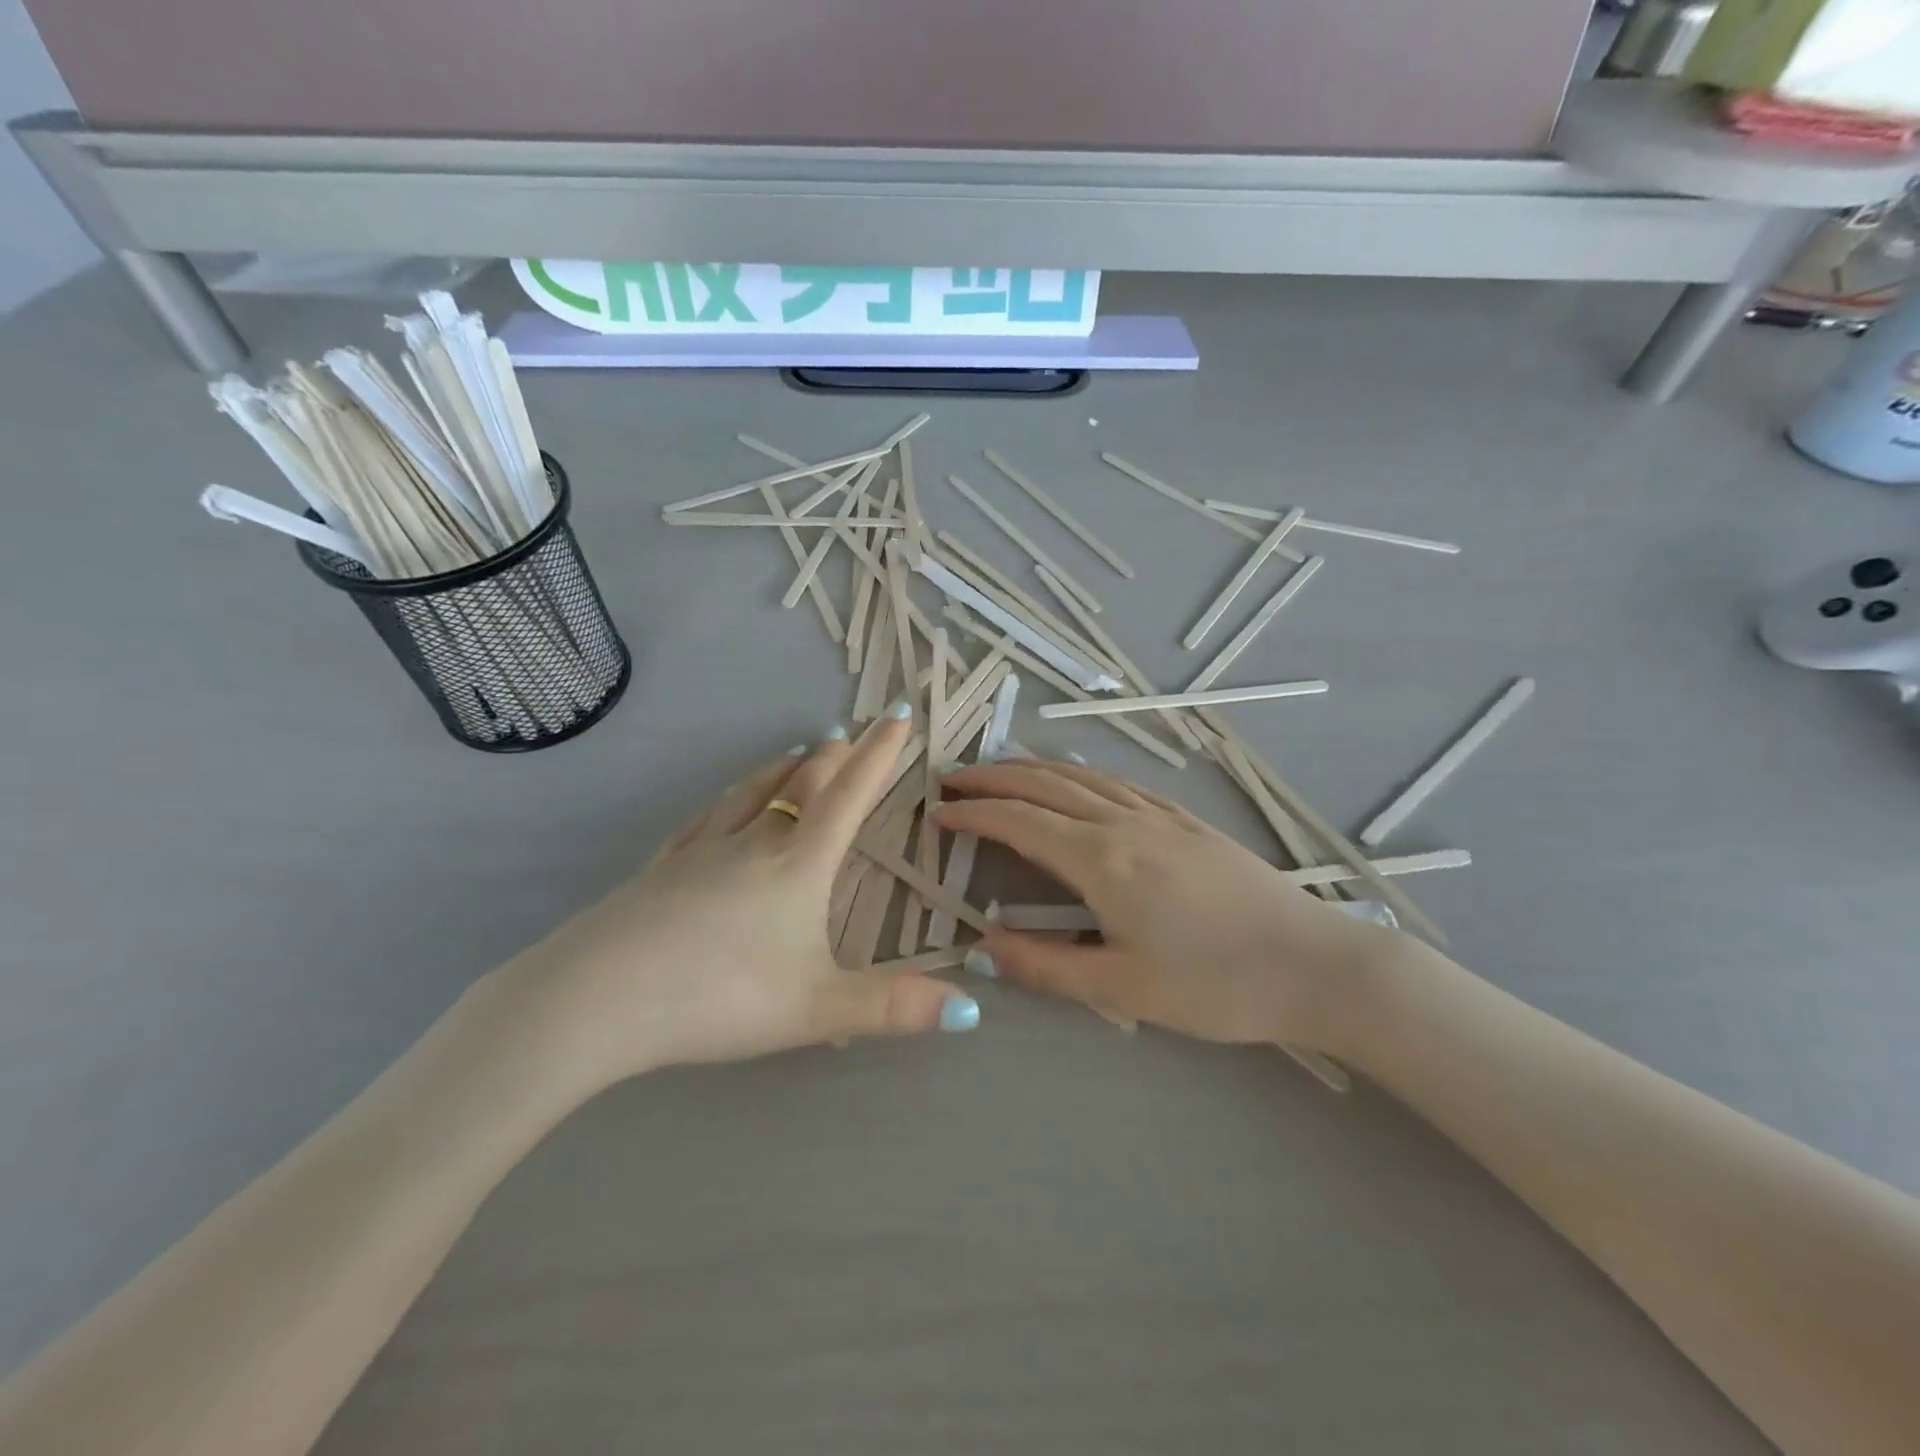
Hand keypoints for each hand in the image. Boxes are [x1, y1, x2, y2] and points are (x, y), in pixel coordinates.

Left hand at [506, 711, 978, 1094]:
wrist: (598, 998)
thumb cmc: (719, 996)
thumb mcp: (817, 1009)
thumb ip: (892, 1007)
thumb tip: (971, 1009)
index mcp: (799, 864)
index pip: (850, 796)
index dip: (879, 755)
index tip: (897, 716)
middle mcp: (754, 842)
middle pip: (802, 783)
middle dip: (834, 756)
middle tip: (851, 734)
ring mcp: (702, 849)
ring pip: (753, 791)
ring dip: (784, 767)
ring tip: (801, 751)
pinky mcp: (662, 866)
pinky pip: (707, 817)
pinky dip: (731, 797)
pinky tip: (724, 804)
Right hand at [937, 760, 1396, 1051]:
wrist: (1315, 964)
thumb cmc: (1216, 985)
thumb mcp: (1123, 990)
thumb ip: (1045, 967)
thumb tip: (983, 947)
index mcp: (1101, 860)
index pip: (1019, 822)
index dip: (973, 814)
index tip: (938, 813)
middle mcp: (1123, 822)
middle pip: (1043, 783)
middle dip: (992, 777)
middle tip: (952, 778)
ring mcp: (1158, 814)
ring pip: (1079, 775)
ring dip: (1031, 768)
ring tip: (997, 771)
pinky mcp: (1185, 819)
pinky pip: (1115, 782)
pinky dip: (1076, 773)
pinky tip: (1073, 780)